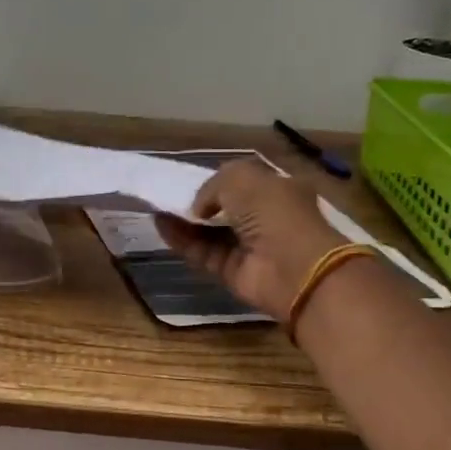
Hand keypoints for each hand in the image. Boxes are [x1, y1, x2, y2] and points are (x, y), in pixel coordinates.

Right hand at [155, 160, 346, 319]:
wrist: (293, 268)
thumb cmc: (274, 213)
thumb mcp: (242, 178)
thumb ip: (213, 184)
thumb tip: (198, 207)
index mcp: (279, 190)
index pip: (245, 183)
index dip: (220, 181)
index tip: (194, 179)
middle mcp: (265, 218)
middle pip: (225, 209)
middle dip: (199, 203)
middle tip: (169, 195)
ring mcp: (249, 247)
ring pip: (210, 231)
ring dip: (184, 220)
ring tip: (157, 207)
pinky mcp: (232, 271)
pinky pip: (202, 252)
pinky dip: (182, 240)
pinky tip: (161, 224)